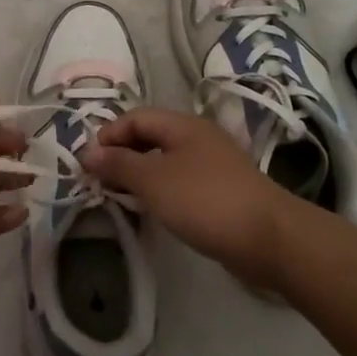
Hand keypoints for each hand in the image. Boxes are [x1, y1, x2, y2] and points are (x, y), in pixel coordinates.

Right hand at [84, 108, 295, 294]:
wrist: (269, 238)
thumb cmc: (204, 201)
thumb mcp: (153, 180)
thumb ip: (118, 164)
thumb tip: (87, 152)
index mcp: (182, 125)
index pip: (135, 117)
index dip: (108, 135)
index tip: (88, 164)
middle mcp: (197, 137)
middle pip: (150, 136)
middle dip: (121, 155)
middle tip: (100, 182)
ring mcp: (212, 164)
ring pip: (164, 161)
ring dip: (139, 175)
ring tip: (120, 197)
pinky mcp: (220, 191)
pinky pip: (180, 181)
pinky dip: (160, 190)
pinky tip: (152, 210)